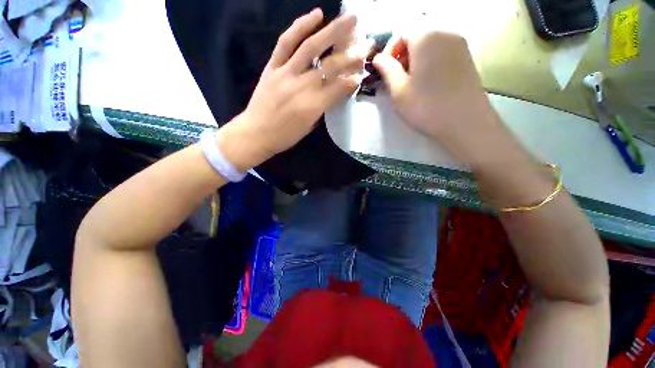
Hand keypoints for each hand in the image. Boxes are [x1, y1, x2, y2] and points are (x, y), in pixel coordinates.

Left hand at [219, 9, 365, 171]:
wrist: (256, 133)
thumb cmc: (285, 136)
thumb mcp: (309, 126)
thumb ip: (323, 108)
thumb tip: (336, 92)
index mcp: (313, 107)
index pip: (339, 88)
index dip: (353, 80)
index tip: (363, 73)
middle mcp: (302, 87)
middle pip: (331, 67)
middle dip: (352, 55)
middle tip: (368, 43)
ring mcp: (286, 73)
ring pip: (311, 47)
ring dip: (333, 31)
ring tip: (350, 18)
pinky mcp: (273, 66)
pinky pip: (286, 42)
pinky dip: (301, 26)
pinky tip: (316, 15)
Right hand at [372, 31, 504, 165]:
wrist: (465, 122)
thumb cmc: (426, 106)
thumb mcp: (398, 90)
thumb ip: (387, 70)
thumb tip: (378, 58)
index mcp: (426, 36)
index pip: (402, 31)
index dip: (390, 49)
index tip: (385, 70)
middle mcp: (446, 32)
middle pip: (417, 34)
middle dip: (402, 54)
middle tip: (396, 78)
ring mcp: (460, 44)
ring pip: (430, 43)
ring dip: (415, 58)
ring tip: (410, 82)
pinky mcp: (467, 57)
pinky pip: (442, 51)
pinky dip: (430, 61)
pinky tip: (427, 82)